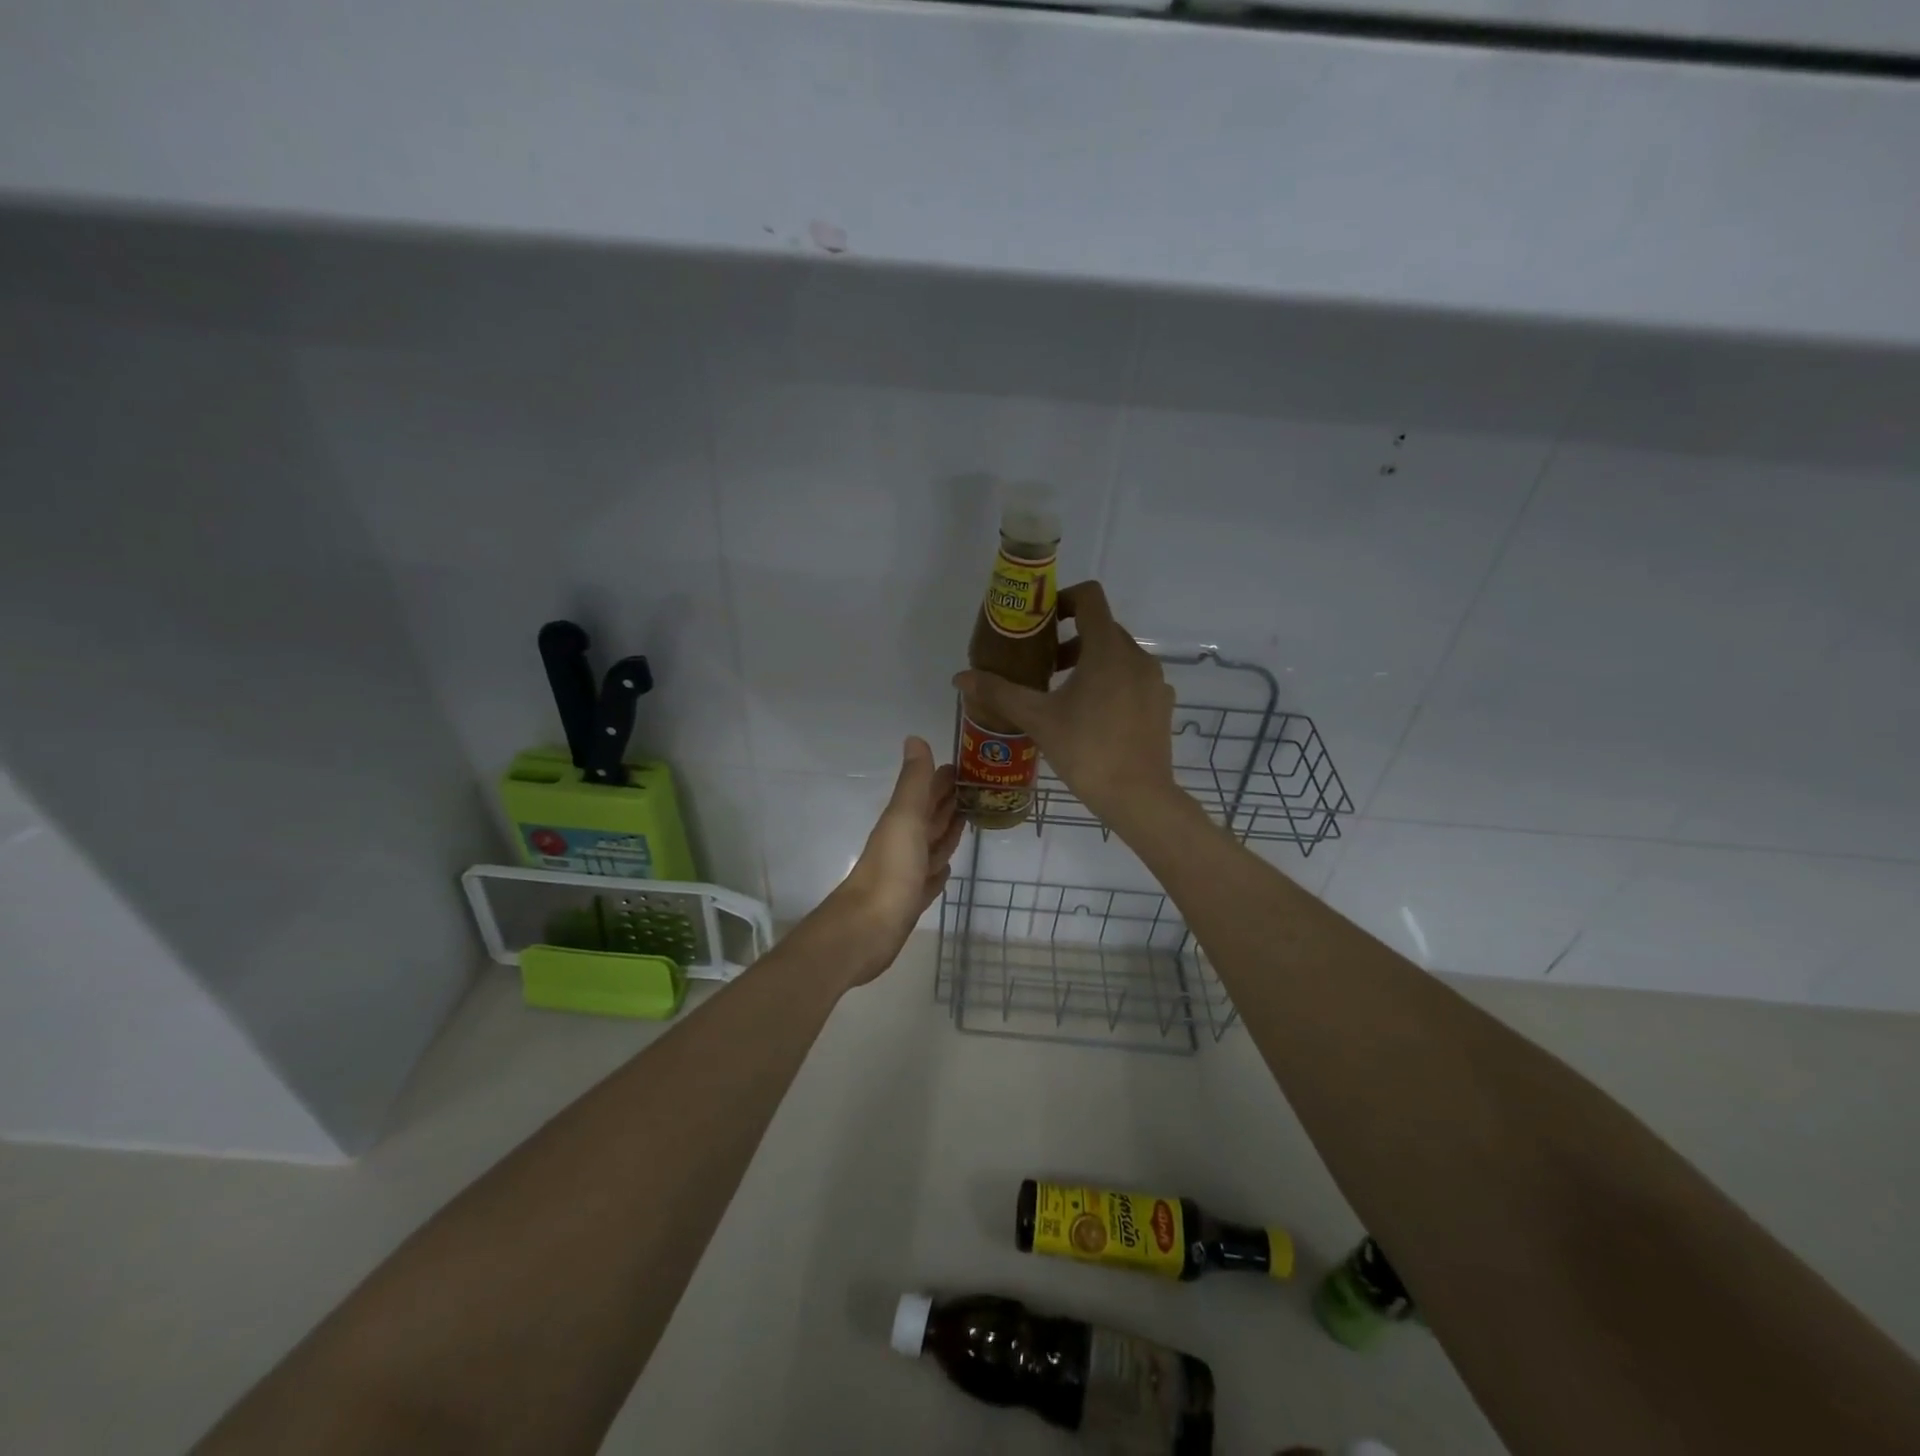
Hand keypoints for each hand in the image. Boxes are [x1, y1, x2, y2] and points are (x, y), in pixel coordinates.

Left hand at [813, 737, 962, 985]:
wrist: (867, 929)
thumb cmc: (891, 870)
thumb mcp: (905, 818)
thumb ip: (913, 782)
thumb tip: (915, 738)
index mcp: (902, 821)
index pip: (927, 792)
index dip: (943, 778)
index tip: (968, 766)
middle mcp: (904, 843)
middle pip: (930, 817)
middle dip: (949, 802)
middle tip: (977, 790)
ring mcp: (907, 873)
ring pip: (931, 846)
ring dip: (946, 832)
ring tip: (967, 820)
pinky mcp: (911, 900)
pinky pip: (929, 878)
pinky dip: (938, 869)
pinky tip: (946, 868)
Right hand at [954, 581, 1178, 829]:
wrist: (1138, 797)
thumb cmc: (1086, 751)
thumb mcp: (1037, 719)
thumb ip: (999, 692)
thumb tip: (960, 677)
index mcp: (1107, 650)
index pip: (1090, 597)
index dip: (1063, 599)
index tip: (1041, 623)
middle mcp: (1137, 656)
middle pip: (1102, 628)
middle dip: (1070, 639)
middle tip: (1042, 665)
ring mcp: (1154, 681)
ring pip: (1118, 655)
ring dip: (1089, 662)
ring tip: (1062, 693)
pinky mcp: (1161, 704)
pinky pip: (1133, 679)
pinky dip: (1111, 683)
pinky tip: (1092, 716)